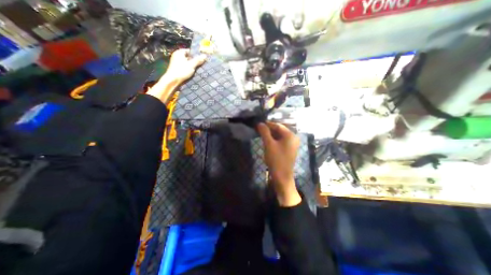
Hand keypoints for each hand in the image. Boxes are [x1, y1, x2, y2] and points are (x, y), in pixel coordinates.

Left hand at [146, 48, 204, 103]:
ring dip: (191, 66)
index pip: (189, 51)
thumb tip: (205, 55)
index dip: (195, 55)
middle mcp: (176, 56)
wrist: (172, 80)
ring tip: (197, 69)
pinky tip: (192, 73)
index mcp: (179, 52)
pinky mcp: (176, 68)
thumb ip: (198, 60)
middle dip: (194, 61)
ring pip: (186, 63)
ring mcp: (176, 62)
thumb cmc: (182, 71)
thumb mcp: (191, 65)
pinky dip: (188, 69)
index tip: (201, 59)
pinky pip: (184, 67)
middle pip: (188, 57)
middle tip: (200, 65)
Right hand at [258, 122, 301, 206]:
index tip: (259, 124)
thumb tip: (260, 123)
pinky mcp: (290, 149)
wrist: (282, 177)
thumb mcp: (269, 144)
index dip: (268, 124)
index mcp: (290, 135)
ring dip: (272, 135)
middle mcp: (294, 138)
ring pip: (280, 136)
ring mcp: (293, 144)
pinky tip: (268, 141)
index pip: (278, 125)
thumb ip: (264, 132)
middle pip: (280, 130)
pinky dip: (275, 140)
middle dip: (270, 129)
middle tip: (260, 130)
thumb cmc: (276, 159)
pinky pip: (282, 141)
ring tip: (262, 135)